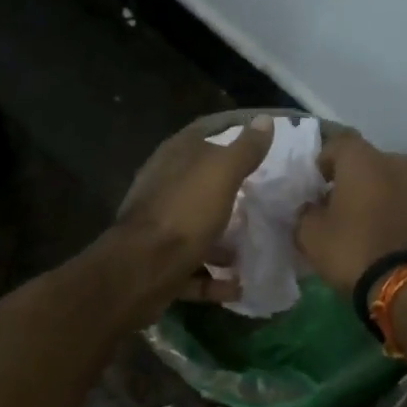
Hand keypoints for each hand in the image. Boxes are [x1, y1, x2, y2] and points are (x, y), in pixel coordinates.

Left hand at [111, 115, 273, 310]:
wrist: (142, 271)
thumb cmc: (184, 214)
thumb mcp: (221, 174)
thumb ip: (244, 150)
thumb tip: (265, 119)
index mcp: (173, 160)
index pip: (203, 135)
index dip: (230, 135)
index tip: (261, 146)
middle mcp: (162, 190)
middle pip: (200, 186)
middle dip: (230, 193)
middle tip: (265, 200)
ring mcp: (158, 231)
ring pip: (196, 231)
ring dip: (224, 243)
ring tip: (254, 248)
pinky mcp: (160, 267)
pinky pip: (193, 271)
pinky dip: (214, 279)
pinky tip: (238, 286)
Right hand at [296, 132, 406, 301]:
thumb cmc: (352, 251)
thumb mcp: (310, 235)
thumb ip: (306, 213)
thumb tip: (312, 208)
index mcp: (363, 160)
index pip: (338, 142)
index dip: (324, 159)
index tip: (315, 181)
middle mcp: (397, 162)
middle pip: (368, 162)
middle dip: (353, 177)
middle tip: (338, 202)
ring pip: (391, 181)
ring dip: (377, 193)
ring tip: (364, 220)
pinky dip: (395, 210)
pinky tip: (385, 233)